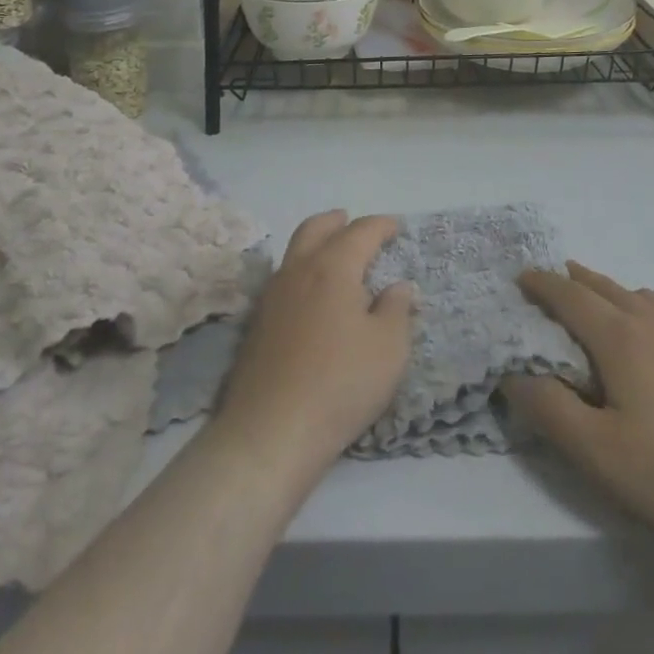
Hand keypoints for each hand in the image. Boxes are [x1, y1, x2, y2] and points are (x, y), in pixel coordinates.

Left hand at [215, 212, 413, 474]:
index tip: (396, 227)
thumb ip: (397, 310)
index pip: (361, 231)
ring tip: (333, 257)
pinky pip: (283, 279)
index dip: (381, 226)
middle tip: (353, 223)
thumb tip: (397, 287)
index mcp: (333, 267)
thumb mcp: (389, 349)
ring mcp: (272, 296)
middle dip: (338, 222)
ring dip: (316, 244)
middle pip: (316, 228)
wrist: (269, 432)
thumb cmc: (340, 383)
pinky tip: (311, 296)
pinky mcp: (257, 323)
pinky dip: (301, 272)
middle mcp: (299, 270)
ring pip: (294, 251)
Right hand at [501, 263, 653, 551]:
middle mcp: (649, 320)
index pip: (569, 296)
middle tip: (547, 283)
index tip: (519, 278)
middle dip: (569, 281)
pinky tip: (642, 327)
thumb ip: (550, 410)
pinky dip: (634, 302)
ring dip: (602, 288)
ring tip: (590, 298)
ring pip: (632, 293)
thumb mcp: (598, 453)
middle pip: (601, 286)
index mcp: (619, 336)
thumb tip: (513, 374)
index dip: (541, 285)